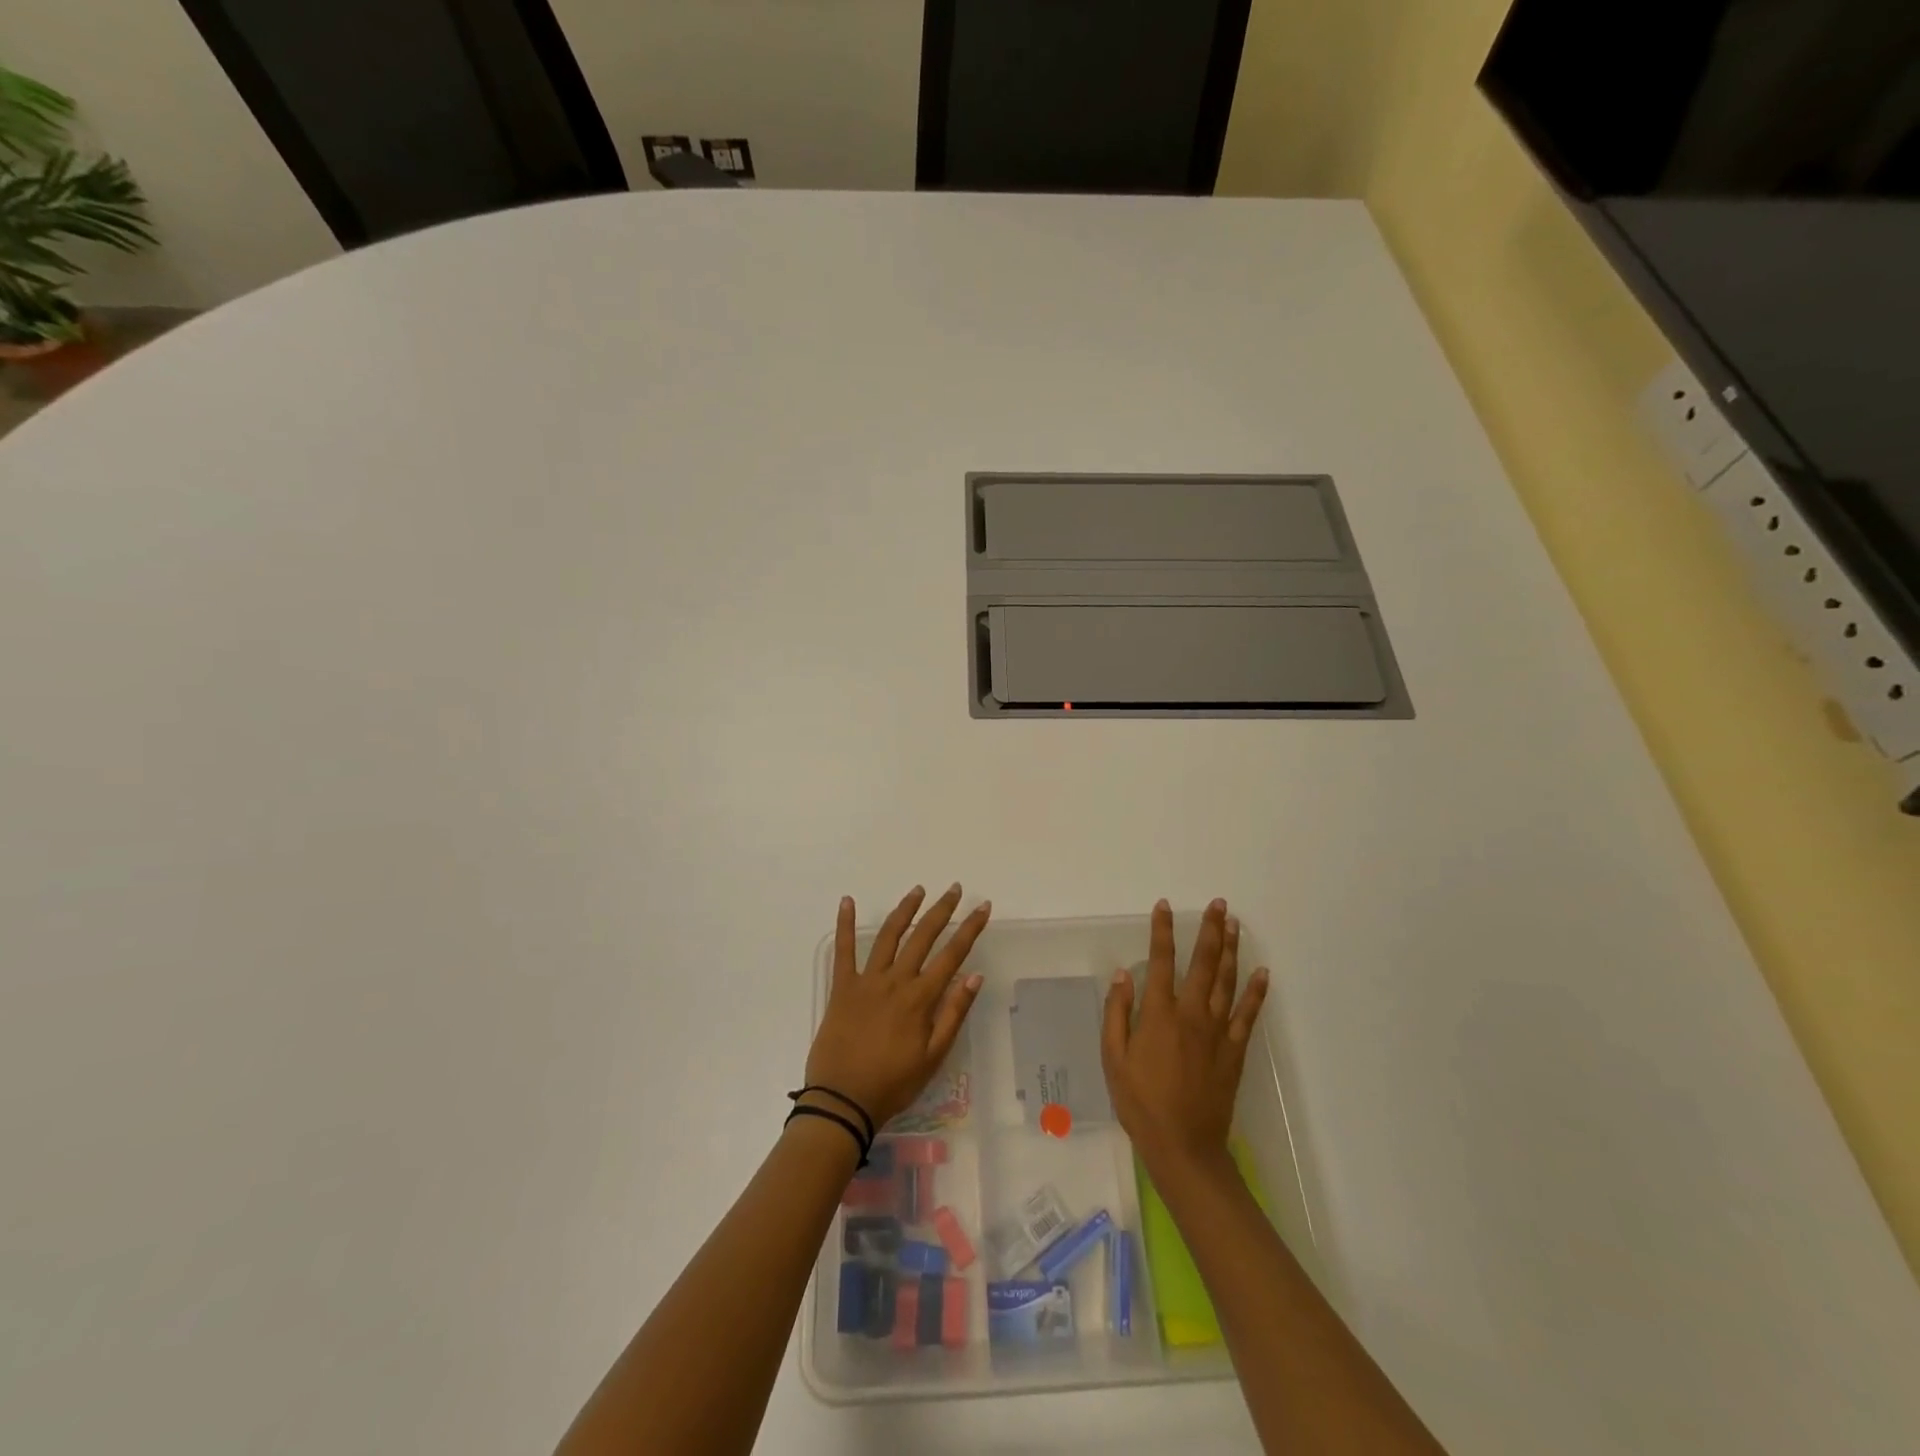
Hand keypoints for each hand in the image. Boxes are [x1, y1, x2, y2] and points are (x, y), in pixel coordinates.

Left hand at [803, 885, 990, 1129]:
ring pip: (889, 936)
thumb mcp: (933, 1056)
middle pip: (922, 936)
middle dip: (941, 910)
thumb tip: (975, 975)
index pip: (952, 955)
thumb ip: (954, 1013)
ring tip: (918, 890)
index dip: (970, 929)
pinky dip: (844, 924)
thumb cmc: (893, 1083)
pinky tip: (847, 901)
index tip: (983, 907)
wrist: (842, 1100)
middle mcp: (896, 980)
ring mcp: (867, 980)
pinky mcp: (842, 987)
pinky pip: (843, 950)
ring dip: (905, 910)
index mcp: (920, 998)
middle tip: (954, 889)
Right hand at [1101, 898, 1268, 1176]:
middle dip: (1210, 931)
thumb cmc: (1140, 1101)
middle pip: (1204, 964)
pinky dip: (1256, 992)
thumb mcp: (1113, 1057)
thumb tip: (1123, 974)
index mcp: (1159, 1014)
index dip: (1162, 932)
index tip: (1164, 906)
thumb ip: (1117, 1013)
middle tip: (1219, 905)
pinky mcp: (1234, 1051)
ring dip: (1231, 951)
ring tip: (1235, 924)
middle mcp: (1192, 1014)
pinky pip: (1248, 1015)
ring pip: (1227, 982)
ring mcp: (1218, 1032)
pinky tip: (1262, 973)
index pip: (1161, 961)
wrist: (1183, 1145)